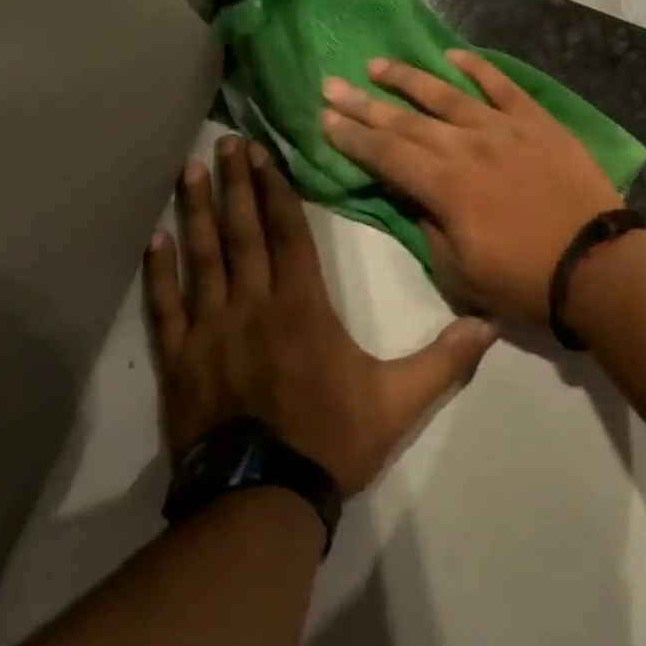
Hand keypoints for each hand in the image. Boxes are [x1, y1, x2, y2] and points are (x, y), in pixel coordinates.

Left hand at [145, 135, 497, 497]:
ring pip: (202, 257)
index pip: (286, 231)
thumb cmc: (329, 441)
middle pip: (242, 231)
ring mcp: (210, 330)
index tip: (261, 153)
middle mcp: (253, 303)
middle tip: (224, 142)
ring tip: (189, 170)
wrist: (259, 503)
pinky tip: (154, 239)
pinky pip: (166, 306)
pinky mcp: (180, 360)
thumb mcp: (398, 402)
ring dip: (196, 211)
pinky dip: (159, 271)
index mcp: (302, 304)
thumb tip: (490, 327)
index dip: (273, 188)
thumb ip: (443, 361)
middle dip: (235, 183)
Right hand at [319, 50, 624, 323]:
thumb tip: (413, 194)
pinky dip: (476, 68)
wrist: (597, 264)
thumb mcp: (460, 271)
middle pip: (405, 119)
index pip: (385, 154)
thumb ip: (428, 226)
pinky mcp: (536, 121)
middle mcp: (466, 145)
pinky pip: (502, 86)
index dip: (351, 136)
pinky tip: (453, 55)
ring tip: (377, 64)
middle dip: (364, 103)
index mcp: (444, 186)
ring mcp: (503, 127)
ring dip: (408, 79)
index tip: (324, 117)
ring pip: (446, 94)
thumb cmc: (524, 278)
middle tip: (331, 83)